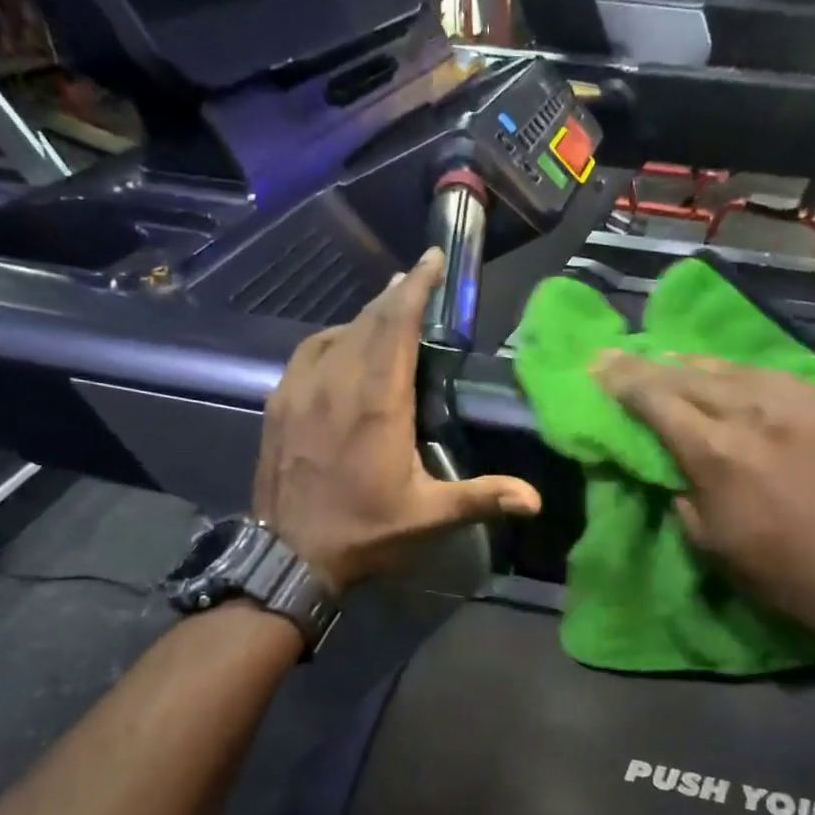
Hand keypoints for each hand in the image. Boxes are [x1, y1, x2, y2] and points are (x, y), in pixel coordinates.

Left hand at [255, 249, 541, 591]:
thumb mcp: (428, 517)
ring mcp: (302, 390)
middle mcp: (338, 383)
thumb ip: (482, 498)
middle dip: (396, 295)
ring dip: (365, 315)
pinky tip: (342, 344)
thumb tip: (536, 499)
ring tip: (387, 308)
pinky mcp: (279, 403)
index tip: (432, 259)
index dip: (417, 287)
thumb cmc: (364, 533)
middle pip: (369, 320)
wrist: (288, 555)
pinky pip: (308, 352)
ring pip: (337, 332)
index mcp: (378, 403)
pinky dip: (333, 338)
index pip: (397, 325)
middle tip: (418, 279)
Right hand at [595, 353, 814, 641]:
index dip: (625, 381)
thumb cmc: (783, 575)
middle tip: (623, 355)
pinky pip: (780, 378)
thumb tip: (675, 461)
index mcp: (720, 454)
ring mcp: (804, 404)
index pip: (659, 402)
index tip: (600, 365)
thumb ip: (684, 492)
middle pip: (691, 377)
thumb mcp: (711, 544)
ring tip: (672, 359)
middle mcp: (758, 415)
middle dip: (650, 366)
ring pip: (736, 370)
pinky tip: (735, 376)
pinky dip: (746, 375)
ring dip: (696, 365)